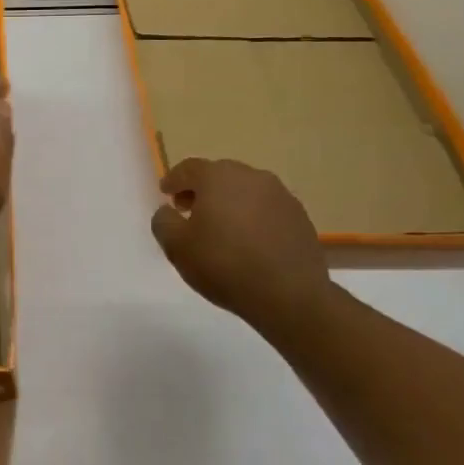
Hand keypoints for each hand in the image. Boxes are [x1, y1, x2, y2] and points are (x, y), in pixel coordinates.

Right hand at [150, 157, 330, 336]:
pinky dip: (252, 217)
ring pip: (245, 191)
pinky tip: (248, 241)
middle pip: (219, 175)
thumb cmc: (224, 265)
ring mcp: (281, 195)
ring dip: (229, 202)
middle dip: (201, 189)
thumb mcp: (176, 246)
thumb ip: (163, 221)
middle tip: (189, 210)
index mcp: (218, 177)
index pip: (189, 168)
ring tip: (220, 228)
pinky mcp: (300, 217)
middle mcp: (252, 177)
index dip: (173, 180)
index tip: (165, 194)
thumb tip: (168, 211)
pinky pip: (266, 208)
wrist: (289, 295)